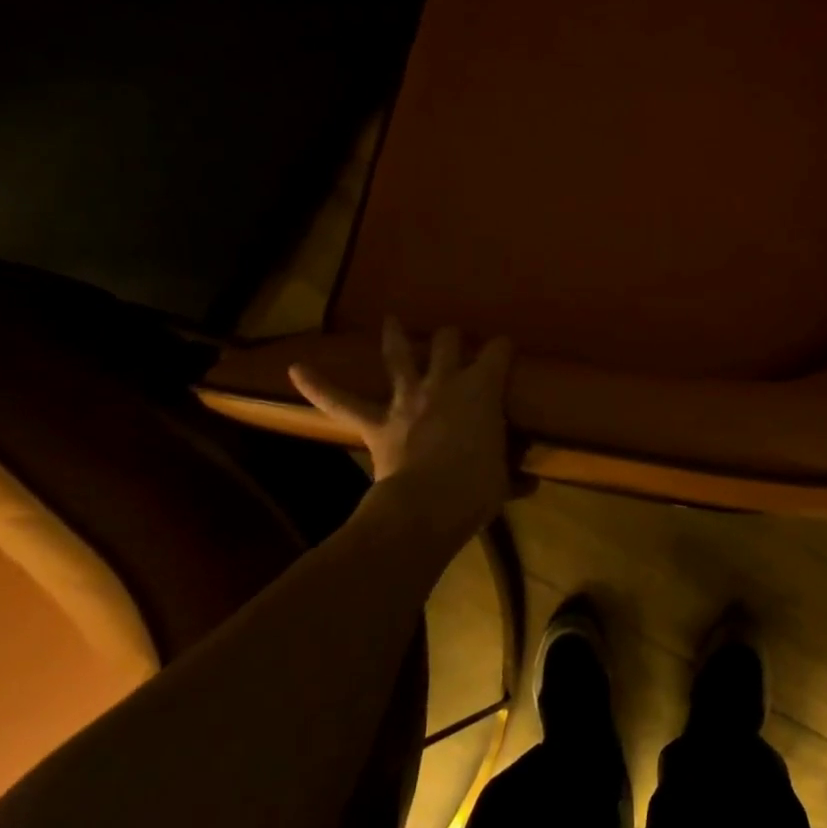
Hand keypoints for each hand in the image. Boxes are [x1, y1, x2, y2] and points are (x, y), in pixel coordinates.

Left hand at [289, 318, 516, 541]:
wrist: (427, 506)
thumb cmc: (476, 487)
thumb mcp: (503, 481)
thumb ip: (514, 476)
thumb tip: (530, 483)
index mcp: (481, 388)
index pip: (498, 351)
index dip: (503, 347)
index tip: (506, 349)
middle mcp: (444, 382)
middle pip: (447, 342)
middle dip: (451, 337)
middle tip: (453, 338)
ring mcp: (407, 399)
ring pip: (398, 356)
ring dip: (395, 336)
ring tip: (391, 321)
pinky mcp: (377, 422)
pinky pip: (341, 402)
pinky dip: (319, 386)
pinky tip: (296, 368)